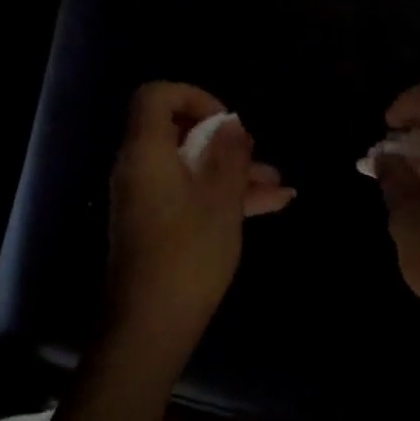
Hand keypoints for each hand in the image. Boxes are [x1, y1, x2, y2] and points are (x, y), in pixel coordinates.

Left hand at [108, 82, 293, 350]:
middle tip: (256, 154)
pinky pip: (188, 194)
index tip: (226, 122)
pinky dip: (221, 195)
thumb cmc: (188, 255)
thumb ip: (229, 154)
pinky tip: (270, 205)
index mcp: (146, 152)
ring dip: (232, 172)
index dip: (193, 97)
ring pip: (190, 167)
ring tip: (279, 186)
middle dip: (224, 141)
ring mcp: (146, 198)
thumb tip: (231, 124)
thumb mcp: (221, 200)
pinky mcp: (155, 223)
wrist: (151, 324)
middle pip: (178, 132)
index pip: (156, 96)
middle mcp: (139, 168)